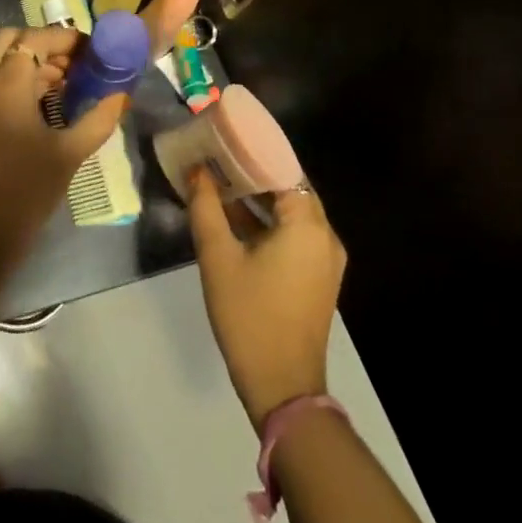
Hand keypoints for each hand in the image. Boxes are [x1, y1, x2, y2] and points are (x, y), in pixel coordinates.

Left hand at [0, 26, 125, 276]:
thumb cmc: (24, 193)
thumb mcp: (68, 155)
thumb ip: (98, 120)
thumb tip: (121, 96)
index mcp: (6, 83)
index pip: (36, 38)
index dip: (66, 39)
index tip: (93, 51)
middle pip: (12, 40)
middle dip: (44, 45)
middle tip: (76, 65)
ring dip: (29, 62)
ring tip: (65, 86)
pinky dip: (13, 79)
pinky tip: (40, 105)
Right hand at [187, 167, 346, 428]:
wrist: (282, 386)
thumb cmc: (249, 315)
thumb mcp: (218, 257)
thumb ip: (206, 207)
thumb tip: (196, 170)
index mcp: (307, 224)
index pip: (284, 167)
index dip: (253, 149)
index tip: (223, 136)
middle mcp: (325, 235)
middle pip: (290, 187)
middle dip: (253, 170)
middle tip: (217, 154)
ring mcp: (325, 258)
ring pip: (291, 211)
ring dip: (259, 196)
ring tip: (220, 179)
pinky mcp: (317, 276)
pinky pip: (294, 233)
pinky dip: (268, 221)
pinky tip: (235, 216)